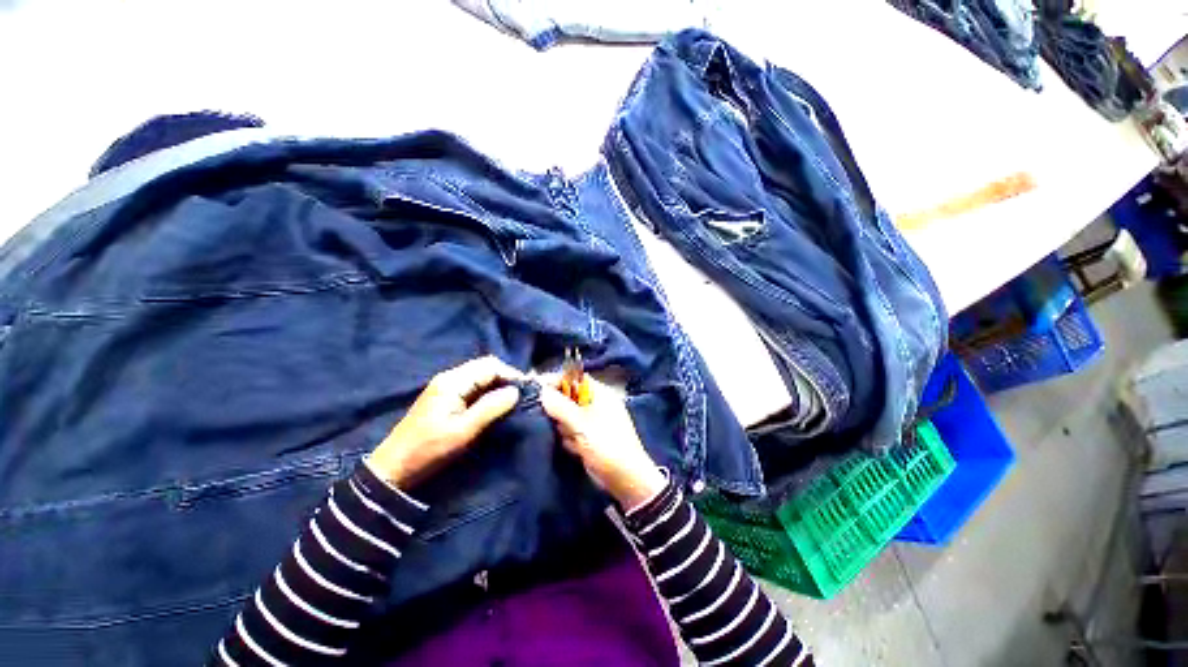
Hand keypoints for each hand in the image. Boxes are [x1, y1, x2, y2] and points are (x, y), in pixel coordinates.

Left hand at [367, 356, 522, 487]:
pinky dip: (487, 391)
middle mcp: (449, 377)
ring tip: (512, 400)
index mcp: (453, 381)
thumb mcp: (463, 431)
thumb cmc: (429, 449)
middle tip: (522, 395)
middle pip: (485, 367)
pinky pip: (473, 386)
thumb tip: (516, 391)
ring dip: (497, 384)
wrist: (393, 468)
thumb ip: (491, 408)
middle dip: (506, 377)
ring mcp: (446, 386)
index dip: (511, 374)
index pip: (490, 365)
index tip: (527, 389)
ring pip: (480, 376)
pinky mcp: (445, 396)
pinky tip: (495, 403)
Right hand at [540, 376, 666, 510]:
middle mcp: (596, 404)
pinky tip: (575, 449)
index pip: (574, 378)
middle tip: (556, 421)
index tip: (537, 390)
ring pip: (567, 415)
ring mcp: (592, 421)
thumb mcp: (582, 425)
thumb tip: (541, 391)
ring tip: (572, 439)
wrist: (625, 480)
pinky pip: (571, 431)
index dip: (556, 382)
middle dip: (559, 409)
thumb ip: (560, 407)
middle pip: (568, 397)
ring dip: (564, 427)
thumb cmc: (607, 446)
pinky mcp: (588, 436)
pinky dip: (569, 439)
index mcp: (600, 394)